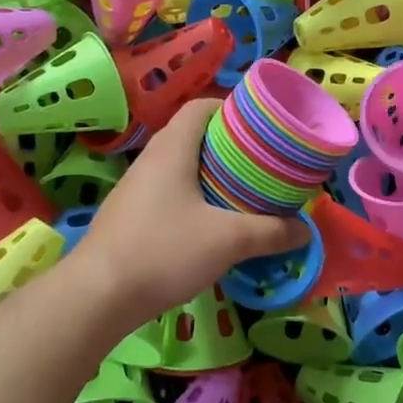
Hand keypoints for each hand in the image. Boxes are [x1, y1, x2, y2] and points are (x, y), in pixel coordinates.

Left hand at [73, 100, 310, 323]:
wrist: (97, 295)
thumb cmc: (164, 251)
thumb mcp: (228, 241)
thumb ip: (271, 232)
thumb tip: (305, 231)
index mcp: (173, 148)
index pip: (201, 106)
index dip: (233, 108)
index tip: (262, 127)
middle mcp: (151, 159)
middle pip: (194, 136)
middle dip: (230, 146)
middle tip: (262, 164)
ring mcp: (136, 188)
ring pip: (181, 166)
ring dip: (212, 174)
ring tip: (243, 192)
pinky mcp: (130, 215)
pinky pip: (169, 191)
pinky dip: (194, 197)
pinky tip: (211, 224)